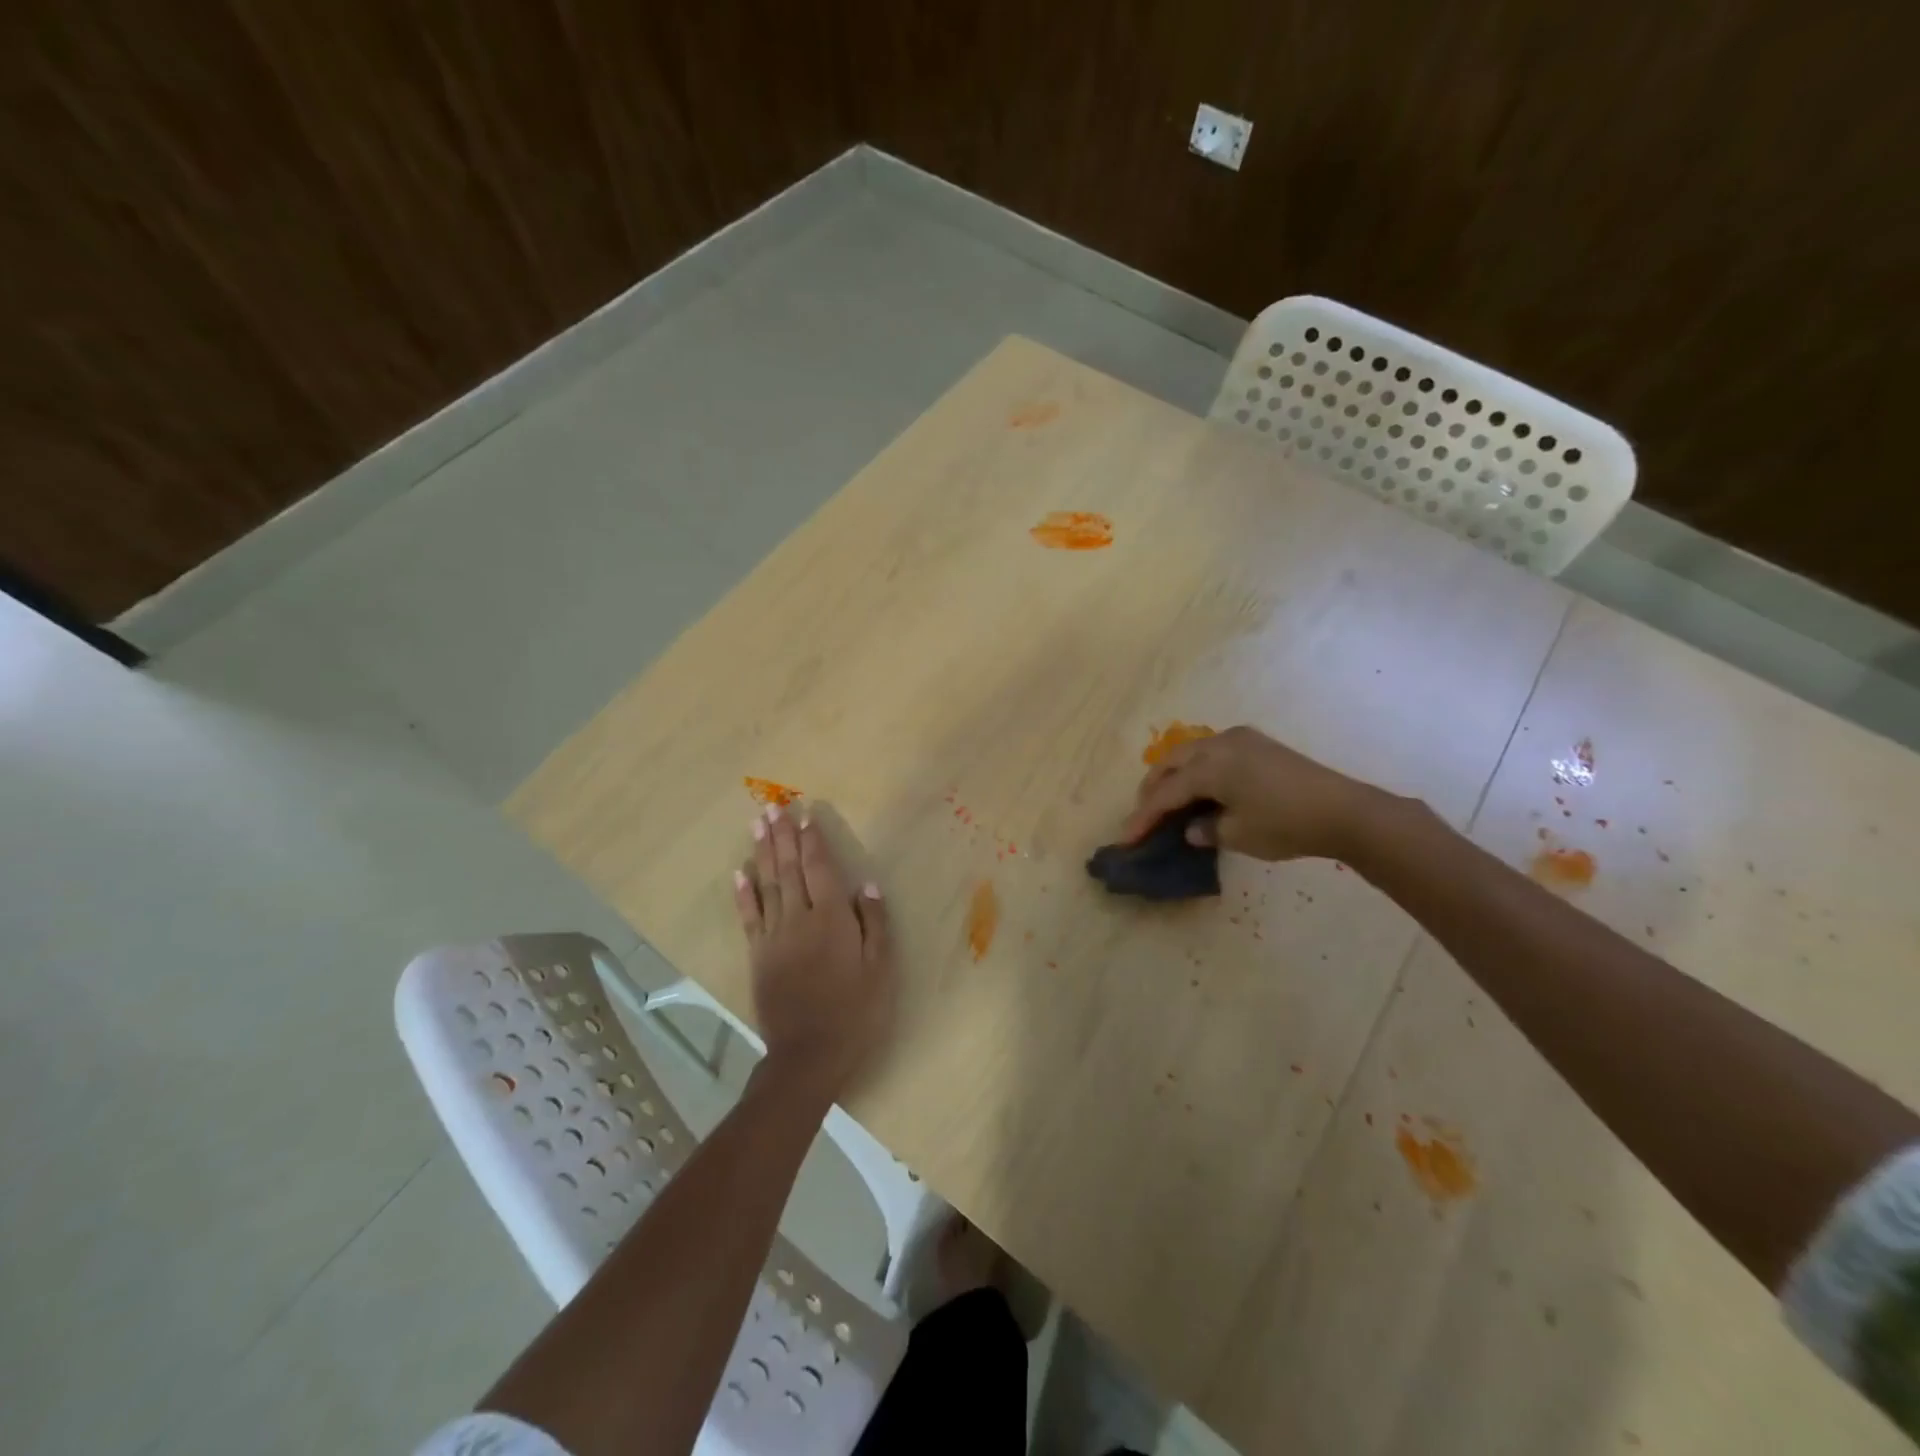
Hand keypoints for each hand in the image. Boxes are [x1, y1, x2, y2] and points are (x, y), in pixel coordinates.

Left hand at [734, 804, 893, 1099]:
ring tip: (757, 826)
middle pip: (789, 869)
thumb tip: (865, 884)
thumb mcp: (880, 969)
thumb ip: (874, 923)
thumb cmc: (855, 1011)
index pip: (819, 869)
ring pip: (767, 885)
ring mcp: (774, 937)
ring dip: (762, 853)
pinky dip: (744, 894)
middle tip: (773, 807)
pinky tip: (739, 873)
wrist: (809, 1054)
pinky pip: (749, 917)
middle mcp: (799, 919)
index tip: (805, 815)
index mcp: (831, 919)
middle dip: (782, 836)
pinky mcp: (758, 955)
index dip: (812, 840)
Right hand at [1120, 725, 1381, 861]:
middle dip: (1153, 789)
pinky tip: (1201, 788)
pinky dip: (1197, 769)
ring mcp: (1239, 739)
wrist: (1344, 810)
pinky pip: (1212, 752)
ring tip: (1168, 802)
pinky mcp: (1257, 743)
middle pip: (1171, 763)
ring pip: (1190, 753)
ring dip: (1174, 776)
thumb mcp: (1239, 835)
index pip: (1165, 793)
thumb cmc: (1286, 824)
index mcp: (1209, 767)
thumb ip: (1207, 830)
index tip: (1127, 838)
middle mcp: (1218, 744)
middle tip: (1144, 815)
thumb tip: (1193, 828)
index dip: (1144, 817)